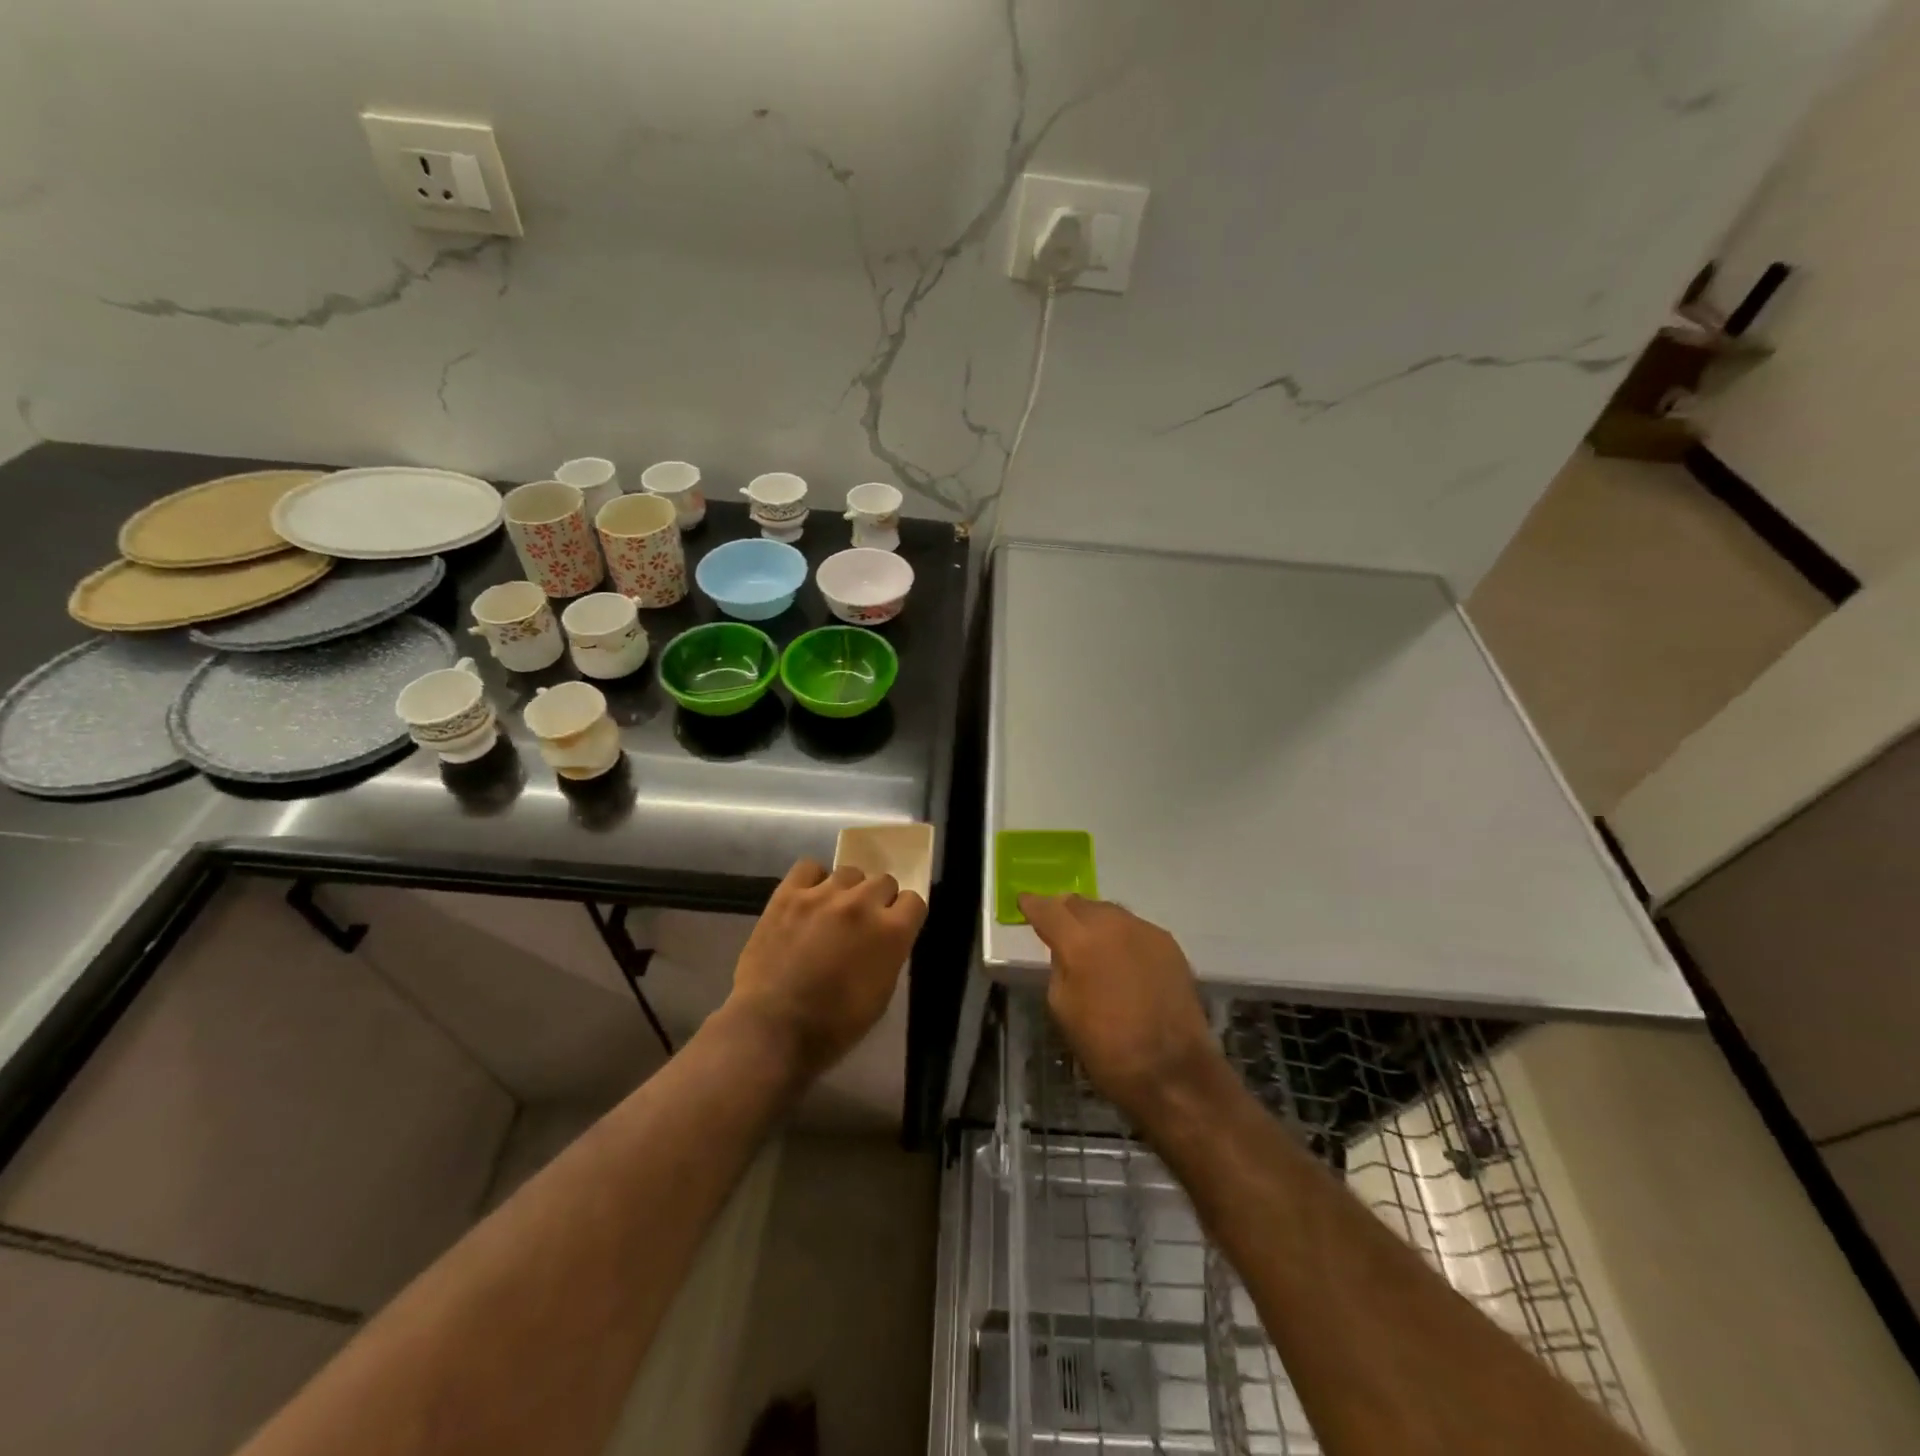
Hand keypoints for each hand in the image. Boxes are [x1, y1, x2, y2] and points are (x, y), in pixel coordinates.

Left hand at [727, 859, 928, 1079]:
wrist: (772, 1028)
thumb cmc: (833, 1026)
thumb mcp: (881, 996)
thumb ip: (889, 955)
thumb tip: (884, 938)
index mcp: (890, 932)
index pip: (914, 901)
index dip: (905, 916)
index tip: (894, 928)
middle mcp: (862, 904)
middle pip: (883, 881)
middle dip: (878, 901)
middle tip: (862, 923)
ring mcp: (823, 895)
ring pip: (849, 872)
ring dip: (848, 890)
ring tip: (833, 911)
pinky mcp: (788, 895)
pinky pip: (808, 868)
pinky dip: (812, 880)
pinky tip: (808, 899)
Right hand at [1020, 894, 1223, 1124]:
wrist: (1172, 1070)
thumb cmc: (1106, 1047)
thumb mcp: (1062, 1007)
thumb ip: (1059, 967)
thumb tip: (1065, 950)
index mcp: (1078, 941)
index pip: (1047, 909)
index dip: (1033, 904)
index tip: (1024, 902)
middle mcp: (1112, 924)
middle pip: (1080, 903)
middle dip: (1064, 911)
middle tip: (1057, 924)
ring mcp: (1144, 930)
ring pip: (1109, 912)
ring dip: (1094, 921)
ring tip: (1090, 940)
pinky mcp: (1169, 943)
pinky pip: (1134, 929)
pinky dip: (1121, 936)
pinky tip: (1121, 957)